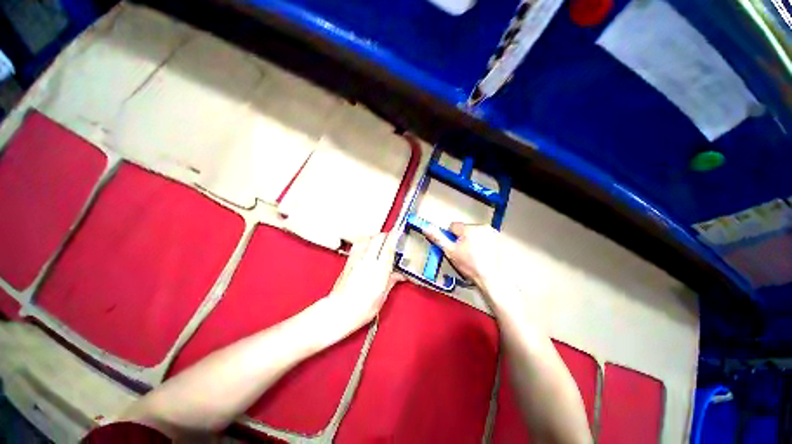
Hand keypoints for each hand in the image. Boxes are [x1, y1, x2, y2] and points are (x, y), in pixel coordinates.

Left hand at [328, 232, 404, 328]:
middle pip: (378, 237)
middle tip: (391, 238)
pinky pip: (357, 245)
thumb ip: (391, 281)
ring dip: (374, 237)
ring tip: (379, 242)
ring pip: (366, 238)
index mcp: (379, 268)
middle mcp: (367, 260)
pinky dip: (364, 243)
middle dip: (386, 235)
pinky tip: (366, 248)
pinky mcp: (348, 262)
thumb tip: (398, 276)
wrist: (340, 310)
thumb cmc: (360, 307)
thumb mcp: (382, 296)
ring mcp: (356, 259)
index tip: (398, 232)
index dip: (395, 236)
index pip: (389, 245)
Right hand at [424, 223, 511, 303]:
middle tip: (463, 252)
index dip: (450, 237)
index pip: (453, 226)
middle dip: (461, 238)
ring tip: (473, 254)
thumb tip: (426, 227)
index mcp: (469, 228)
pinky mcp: (498, 238)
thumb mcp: (450, 252)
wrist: (490, 278)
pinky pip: (483, 236)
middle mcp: (482, 226)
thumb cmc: (469, 265)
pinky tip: (481, 253)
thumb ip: (438, 238)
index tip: (454, 247)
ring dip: (471, 239)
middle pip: (464, 228)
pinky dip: (481, 242)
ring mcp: (492, 232)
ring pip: (474, 232)